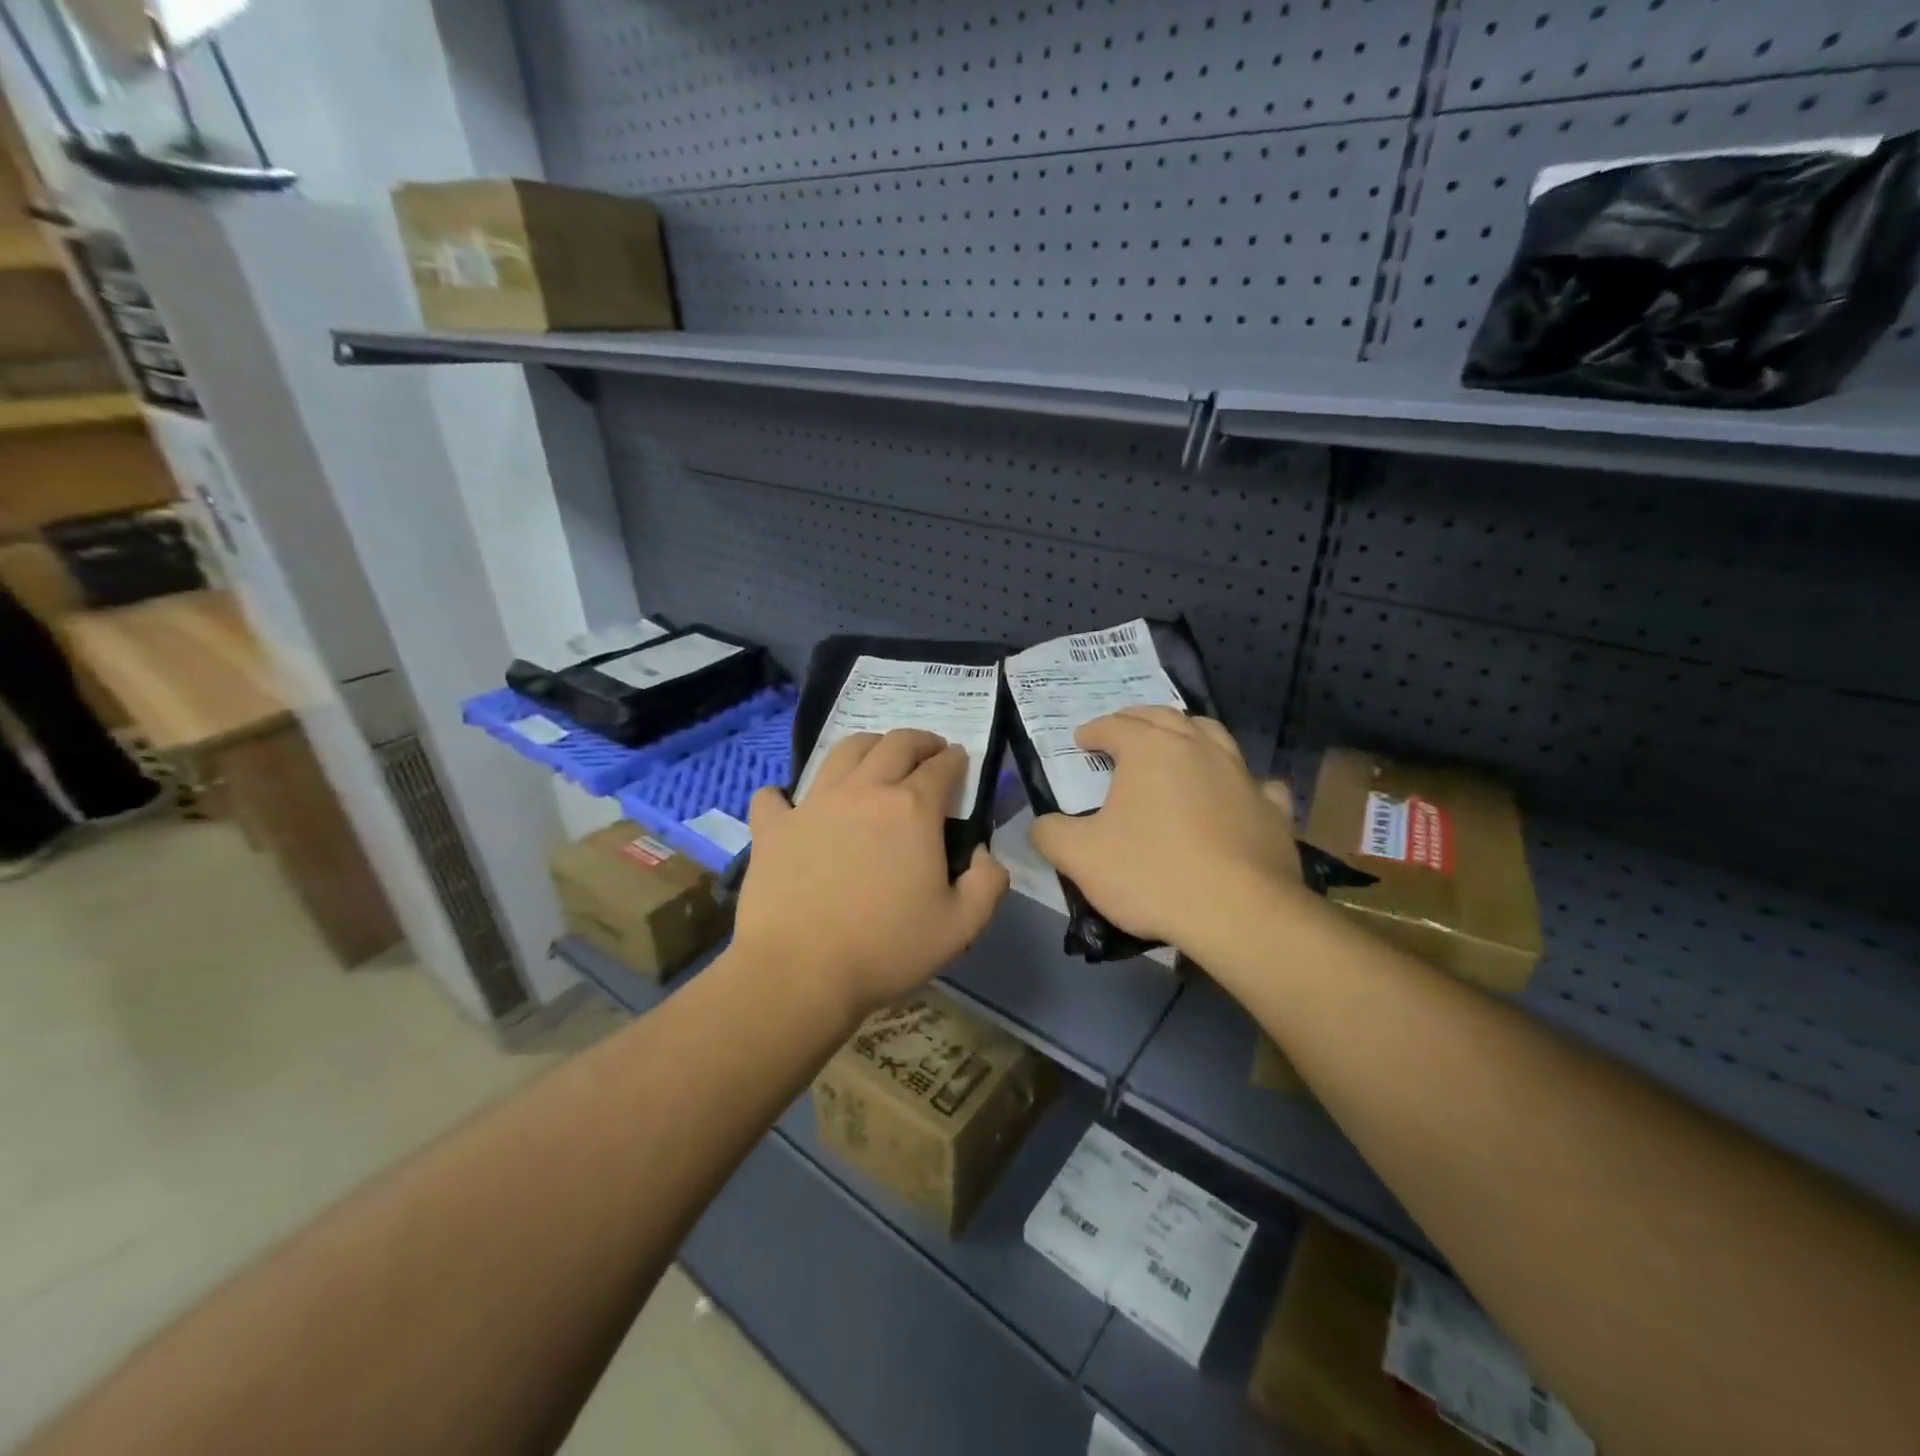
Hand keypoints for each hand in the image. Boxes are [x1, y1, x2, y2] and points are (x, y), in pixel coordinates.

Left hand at [733, 729, 1008, 1019]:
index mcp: (912, 809)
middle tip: (928, 751)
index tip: (961, 762)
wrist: (800, 972)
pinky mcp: (773, 826)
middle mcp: (864, 790)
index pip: (942, 766)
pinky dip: (786, 794)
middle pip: (896, 744)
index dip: (956, 760)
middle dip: (920, 740)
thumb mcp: (961, 926)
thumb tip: (983, 853)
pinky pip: (776, 795)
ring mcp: (813, 803)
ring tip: (876, 758)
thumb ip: (988, 882)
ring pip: (844, 751)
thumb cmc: (886, 949)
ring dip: (868, 746)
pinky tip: (791, 804)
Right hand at [1030, 707, 1302, 951]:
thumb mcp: (1080, 857)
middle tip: (1122, 731)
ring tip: (1177, 746)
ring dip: (1189, 734)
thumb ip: (1051, 834)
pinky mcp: (1273, 808)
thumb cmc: (1151, 873)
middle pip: (1164, 717)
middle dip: (1138, 720)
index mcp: (1149, 748)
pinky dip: (1240, 781)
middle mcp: (1198, 747)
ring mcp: (1241, 774)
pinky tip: (1235, 794)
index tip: (1081, 740)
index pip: (1114, 725)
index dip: (1093, 730)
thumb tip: (1041, 825)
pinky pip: (1256, 782)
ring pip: (1213, 736)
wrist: (1238, 913)